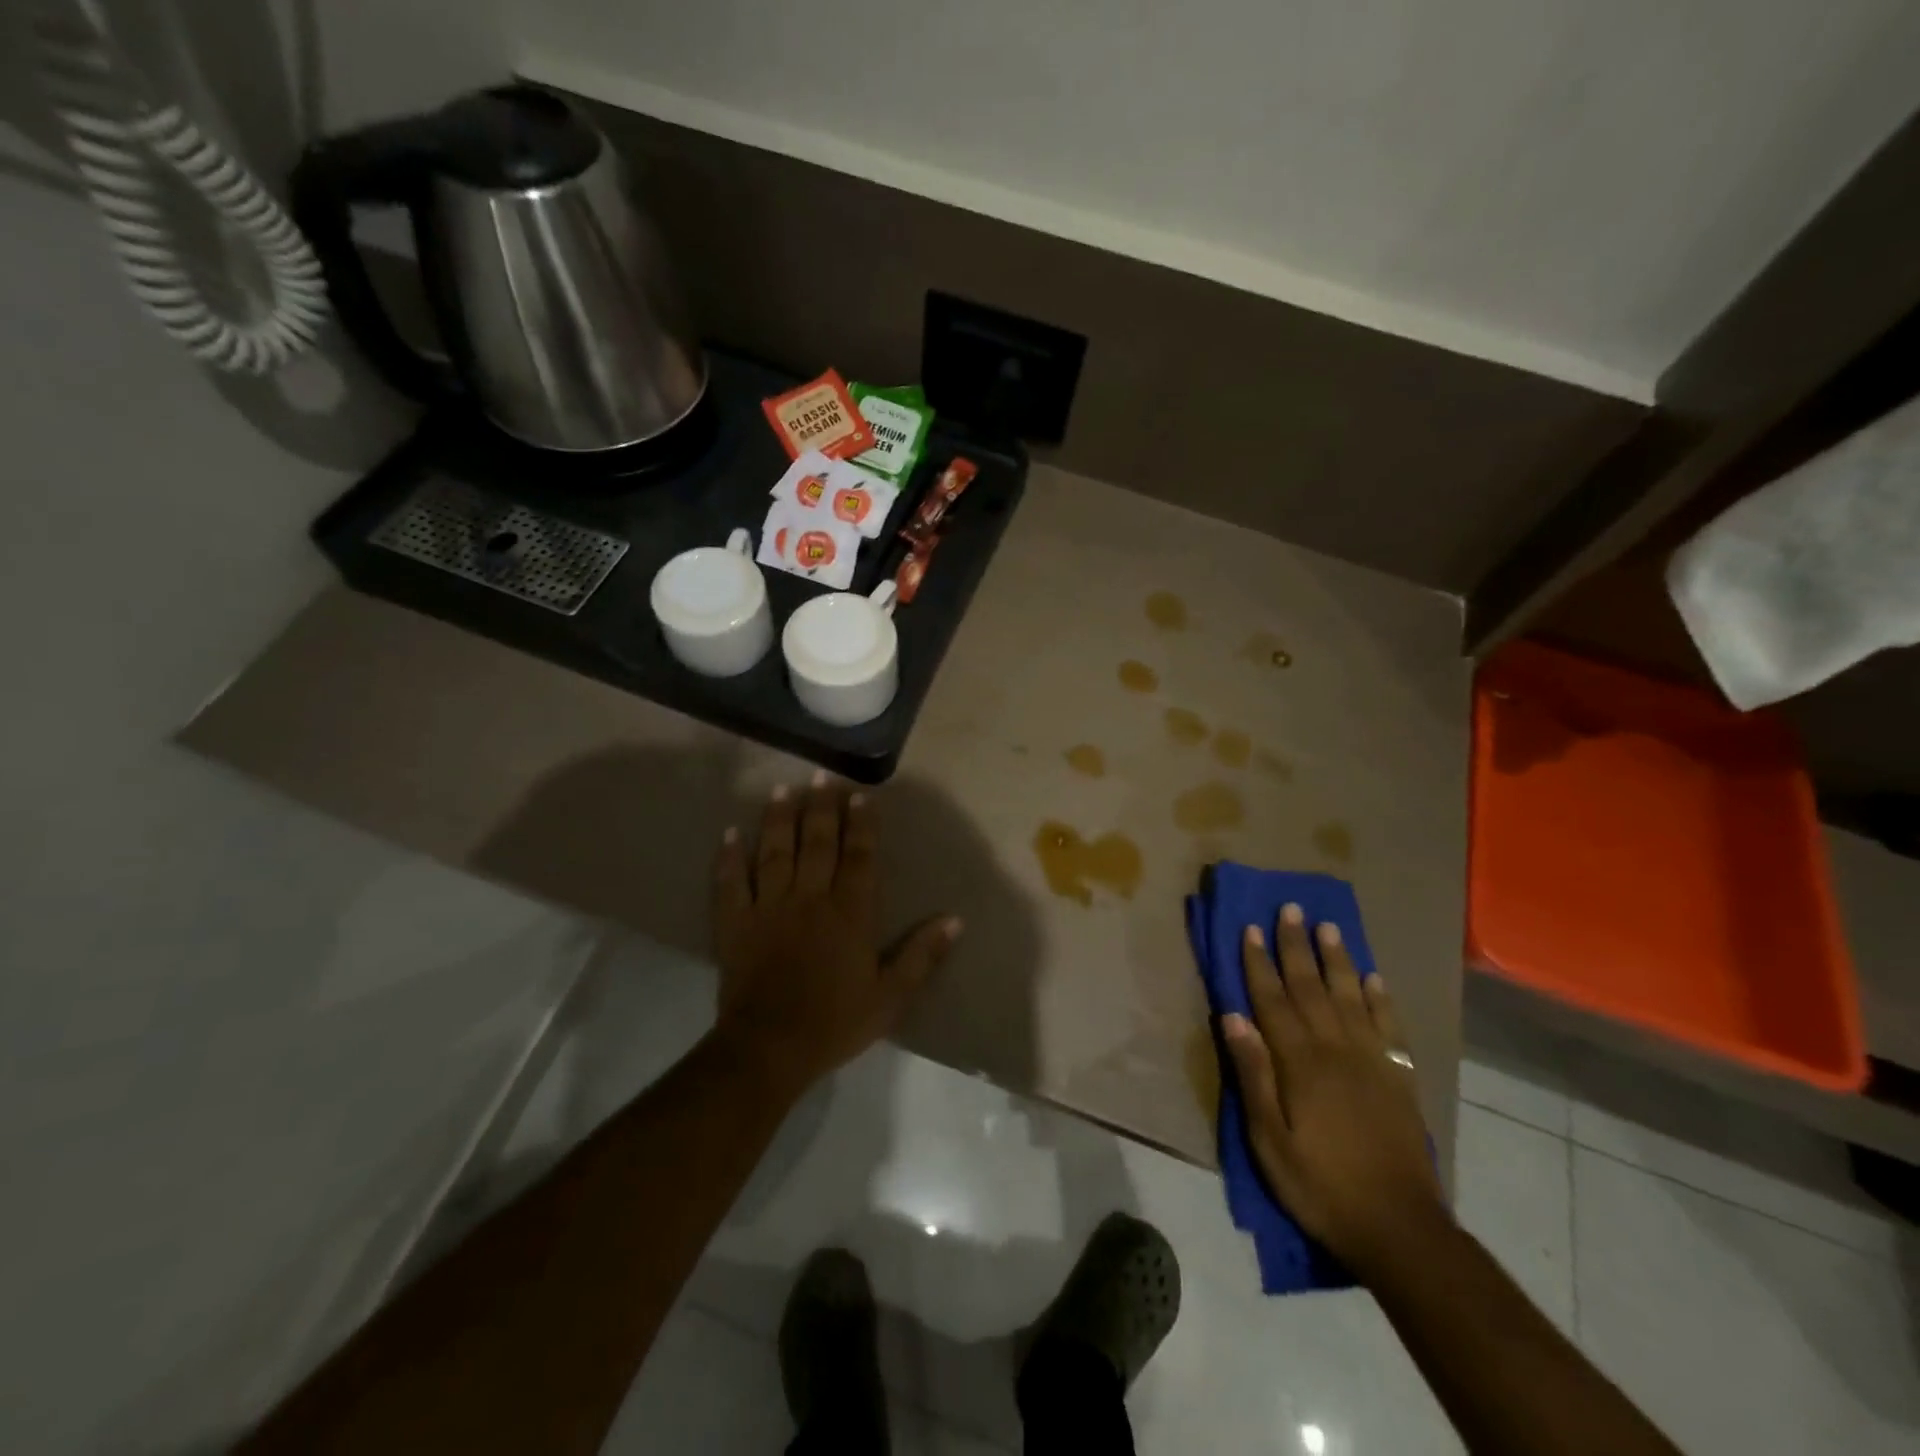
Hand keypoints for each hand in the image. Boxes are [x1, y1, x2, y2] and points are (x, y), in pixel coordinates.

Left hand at [710, 773, 960, 1094]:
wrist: (770, 1048)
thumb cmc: (835, 1022)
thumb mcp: (890, 997)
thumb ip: (922, 955)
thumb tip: (955, 920)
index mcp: (849, 913)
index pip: (859, 857)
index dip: (861, 824)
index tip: (861, 795)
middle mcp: (810, 898)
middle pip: (817, 843)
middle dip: (821, 807)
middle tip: (822, 776)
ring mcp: (768, 907)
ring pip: (775, 852)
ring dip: (779, 819)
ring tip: (783, 790)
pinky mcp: (735, 923)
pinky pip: (731, 883)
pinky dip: (729, 857)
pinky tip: (730, 833)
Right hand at [1221, 905, 1447, 1280]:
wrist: (1399, 1229)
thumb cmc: (1320, 1185)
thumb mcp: (1269, 1140)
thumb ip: (1253, 1074)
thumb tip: (1233, 1016)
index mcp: (1300, 1062)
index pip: (1272, 999)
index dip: (1258, 962)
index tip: (1250, 928)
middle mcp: (1337, 1049)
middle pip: (1311, 987)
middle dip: (1296, 946)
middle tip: (1290, 908)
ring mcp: (1373, 1061)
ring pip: (1351, 996)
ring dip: (1337, 960)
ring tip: (1329, 927)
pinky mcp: (1399, 1078)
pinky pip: (1390, 1027)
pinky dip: (1381, 999)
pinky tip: (1374, 978)